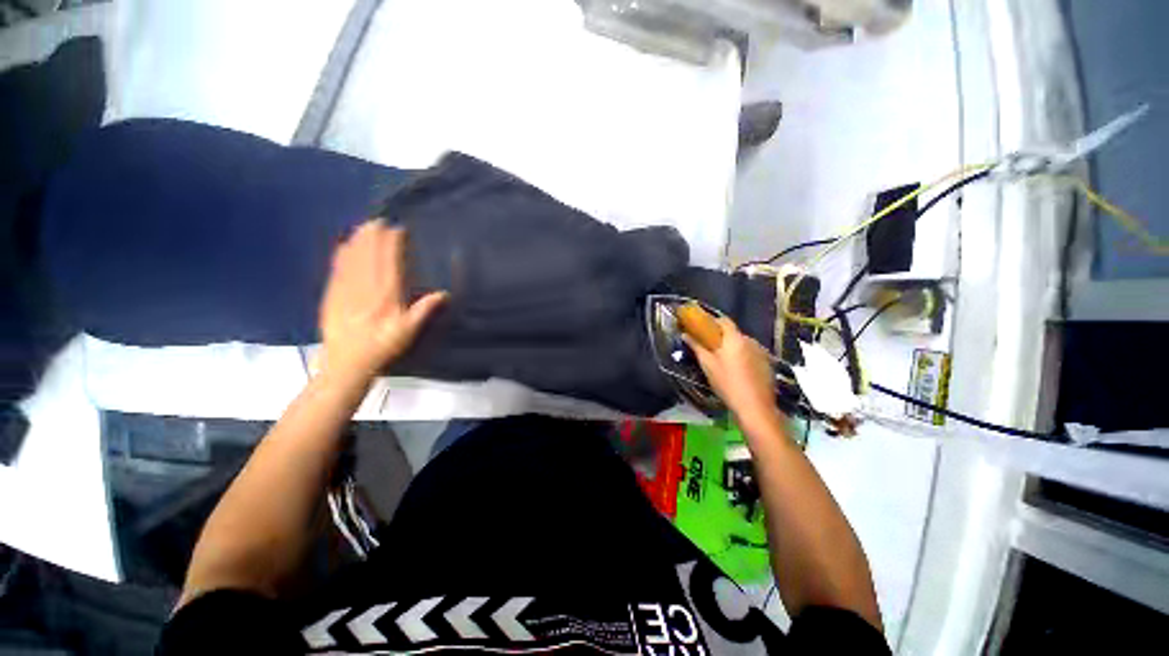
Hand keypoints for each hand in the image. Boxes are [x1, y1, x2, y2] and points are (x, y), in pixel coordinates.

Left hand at [319, 221, 446, 380]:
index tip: (397, 229)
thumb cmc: (383, 346)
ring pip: (352, 259)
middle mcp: (365, 287)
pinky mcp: (332, 295)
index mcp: (386, 295)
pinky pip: (337, 269)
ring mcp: (346, 289)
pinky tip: (343, 246)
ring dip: (357, 241)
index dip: (392, 244)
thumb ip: (424, 310)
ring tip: (363, 226)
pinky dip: (341, 255)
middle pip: (369, 256)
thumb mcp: (409, 331)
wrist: (346, 362)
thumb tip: (444, 293)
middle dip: (373, 236)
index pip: (389, 262)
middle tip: (378, 220)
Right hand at [684, 316, 782, 428]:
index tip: (702, 328)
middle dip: (722, 337)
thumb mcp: (708, 365)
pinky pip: (752, 354)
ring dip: (733, 348)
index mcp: (735, 338)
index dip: (713, 322)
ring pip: (743, 344)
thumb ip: (696, 347)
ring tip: (723, 361)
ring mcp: (762, 352)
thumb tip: (685, 334)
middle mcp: (750, 340)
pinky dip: (744, 357)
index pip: (724, 321)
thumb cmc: (727, 383)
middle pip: (734, 333)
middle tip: (710, 348)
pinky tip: (738, 371)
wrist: (755, 407)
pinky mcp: (768, 363)